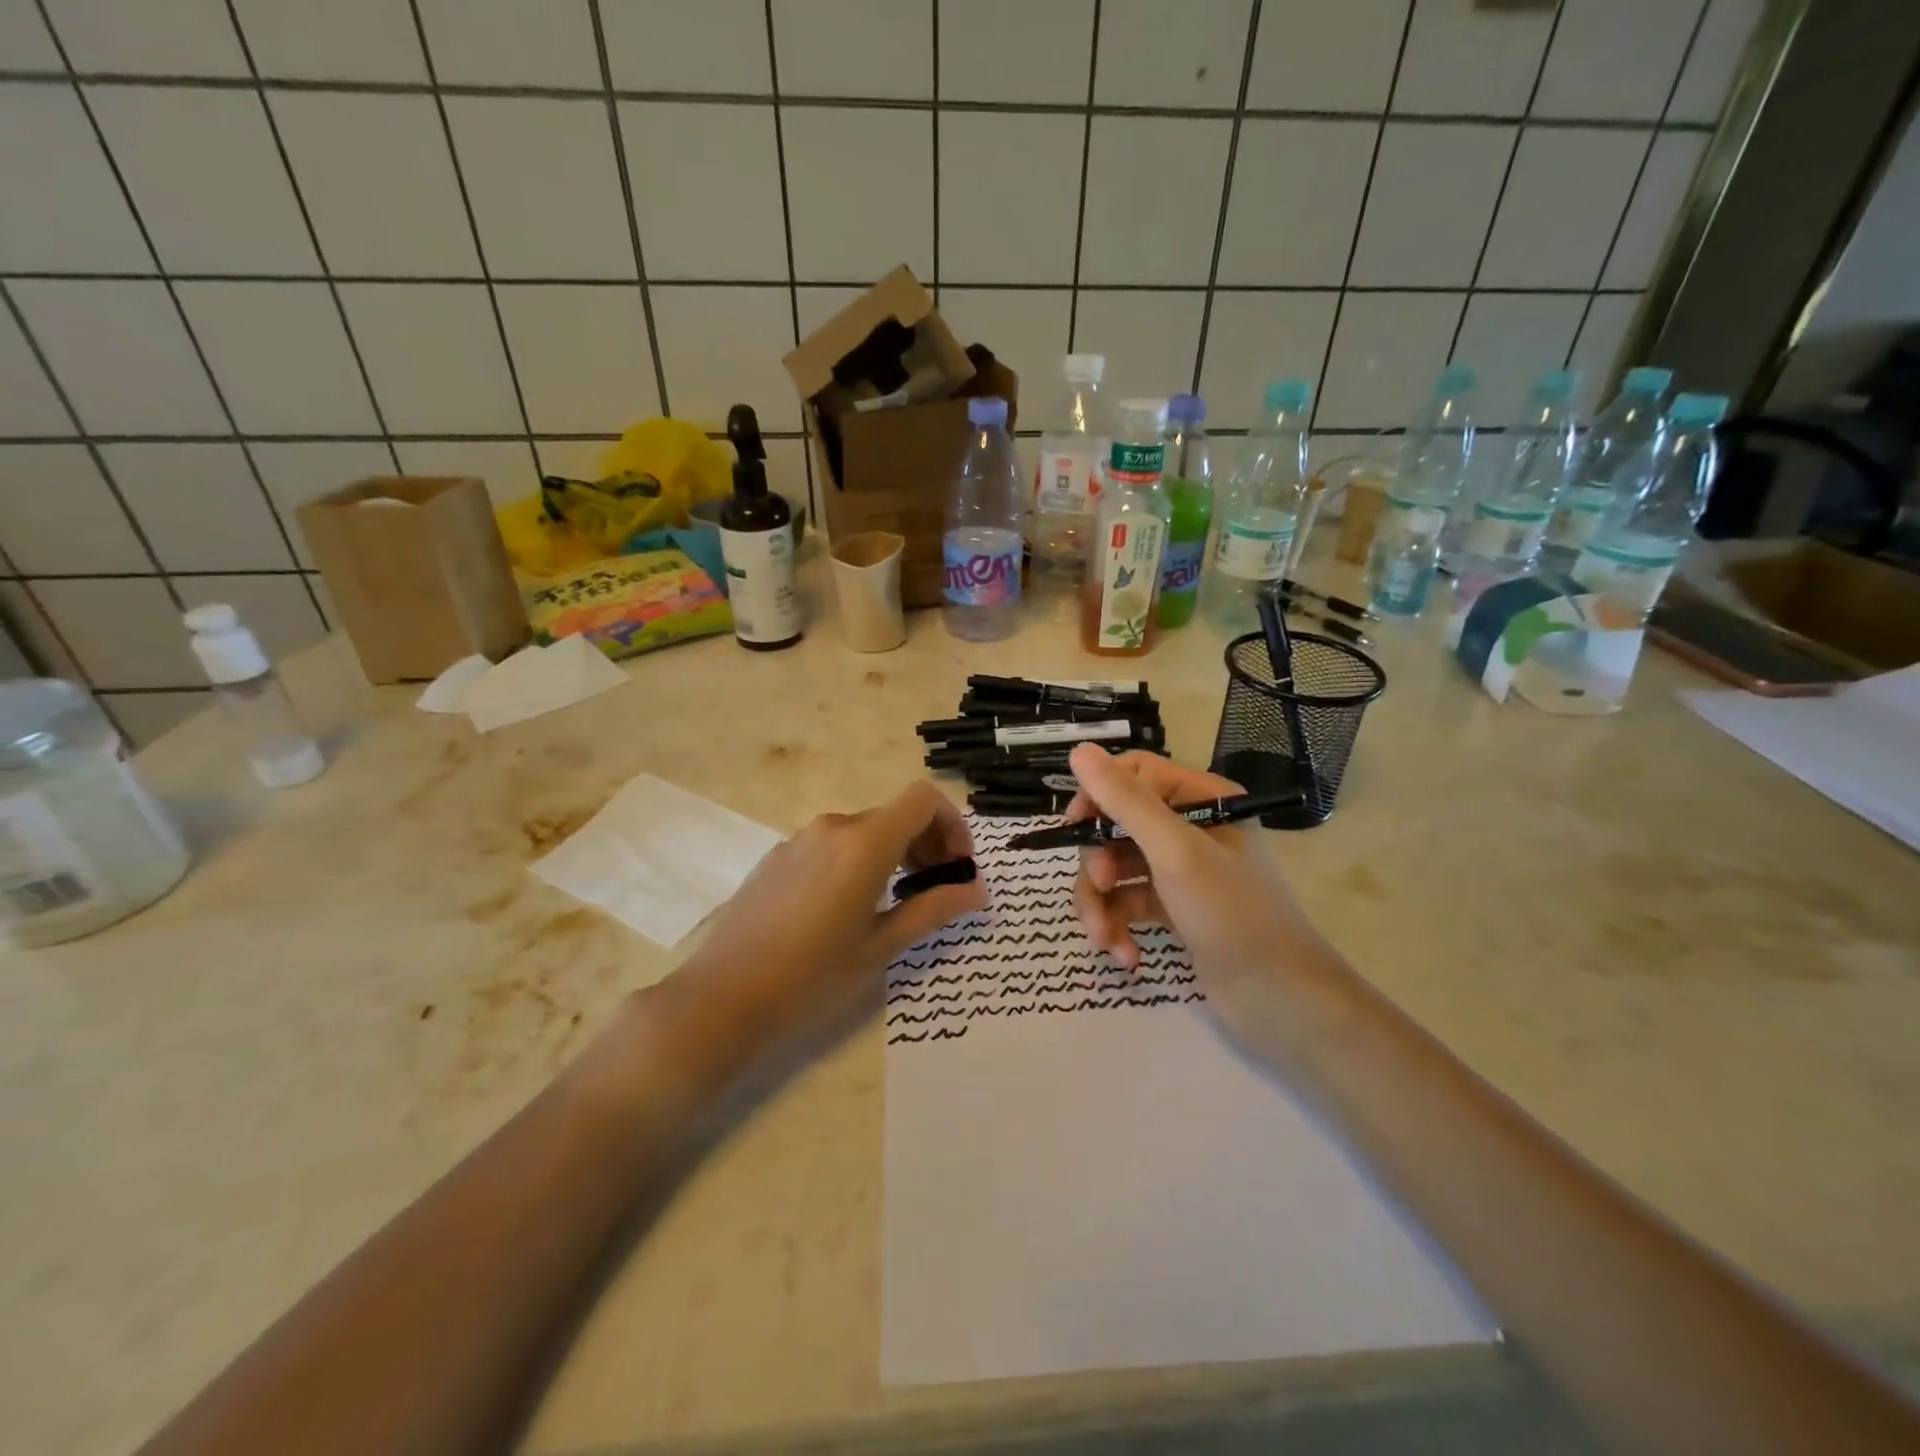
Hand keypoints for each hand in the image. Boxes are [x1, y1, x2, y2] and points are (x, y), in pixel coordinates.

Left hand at [667, 782, 987, 1056]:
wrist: (722, 996)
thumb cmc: (812, 975)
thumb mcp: (882, 946)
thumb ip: (934, 908)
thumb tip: (978, 889)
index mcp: (864, 842)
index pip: (924, 798)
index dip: (952, 823)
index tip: (958, 865)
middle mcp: (833, 827)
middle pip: (896, 814)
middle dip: (927, 844)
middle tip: (938, 890)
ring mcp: (801, 839)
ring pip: (865, 831)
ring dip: (894, 853)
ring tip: (898, 901)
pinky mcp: (779, 856)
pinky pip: (833, 845)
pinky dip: (859, 861)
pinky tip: (848, 908)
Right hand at [1065, 743, 1338, 1024]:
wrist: (1281, 1002)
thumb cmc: (1233, 915)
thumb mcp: (1175, 852)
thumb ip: (1126, 802)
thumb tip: (1078, 750)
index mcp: (1202, 798)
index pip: (1133, 774)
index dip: (1098, 796)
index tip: (1075, 828)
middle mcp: (1190, 826)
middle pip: (1116, 824)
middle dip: (1098, 862)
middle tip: (1100, 888)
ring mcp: (1180, 869)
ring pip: (1115, 867)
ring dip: (1100, 903)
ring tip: (1104, 939)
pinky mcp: (1172, 907)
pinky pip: (1127, 902)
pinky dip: (1118, 926)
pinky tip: (1125, 956)